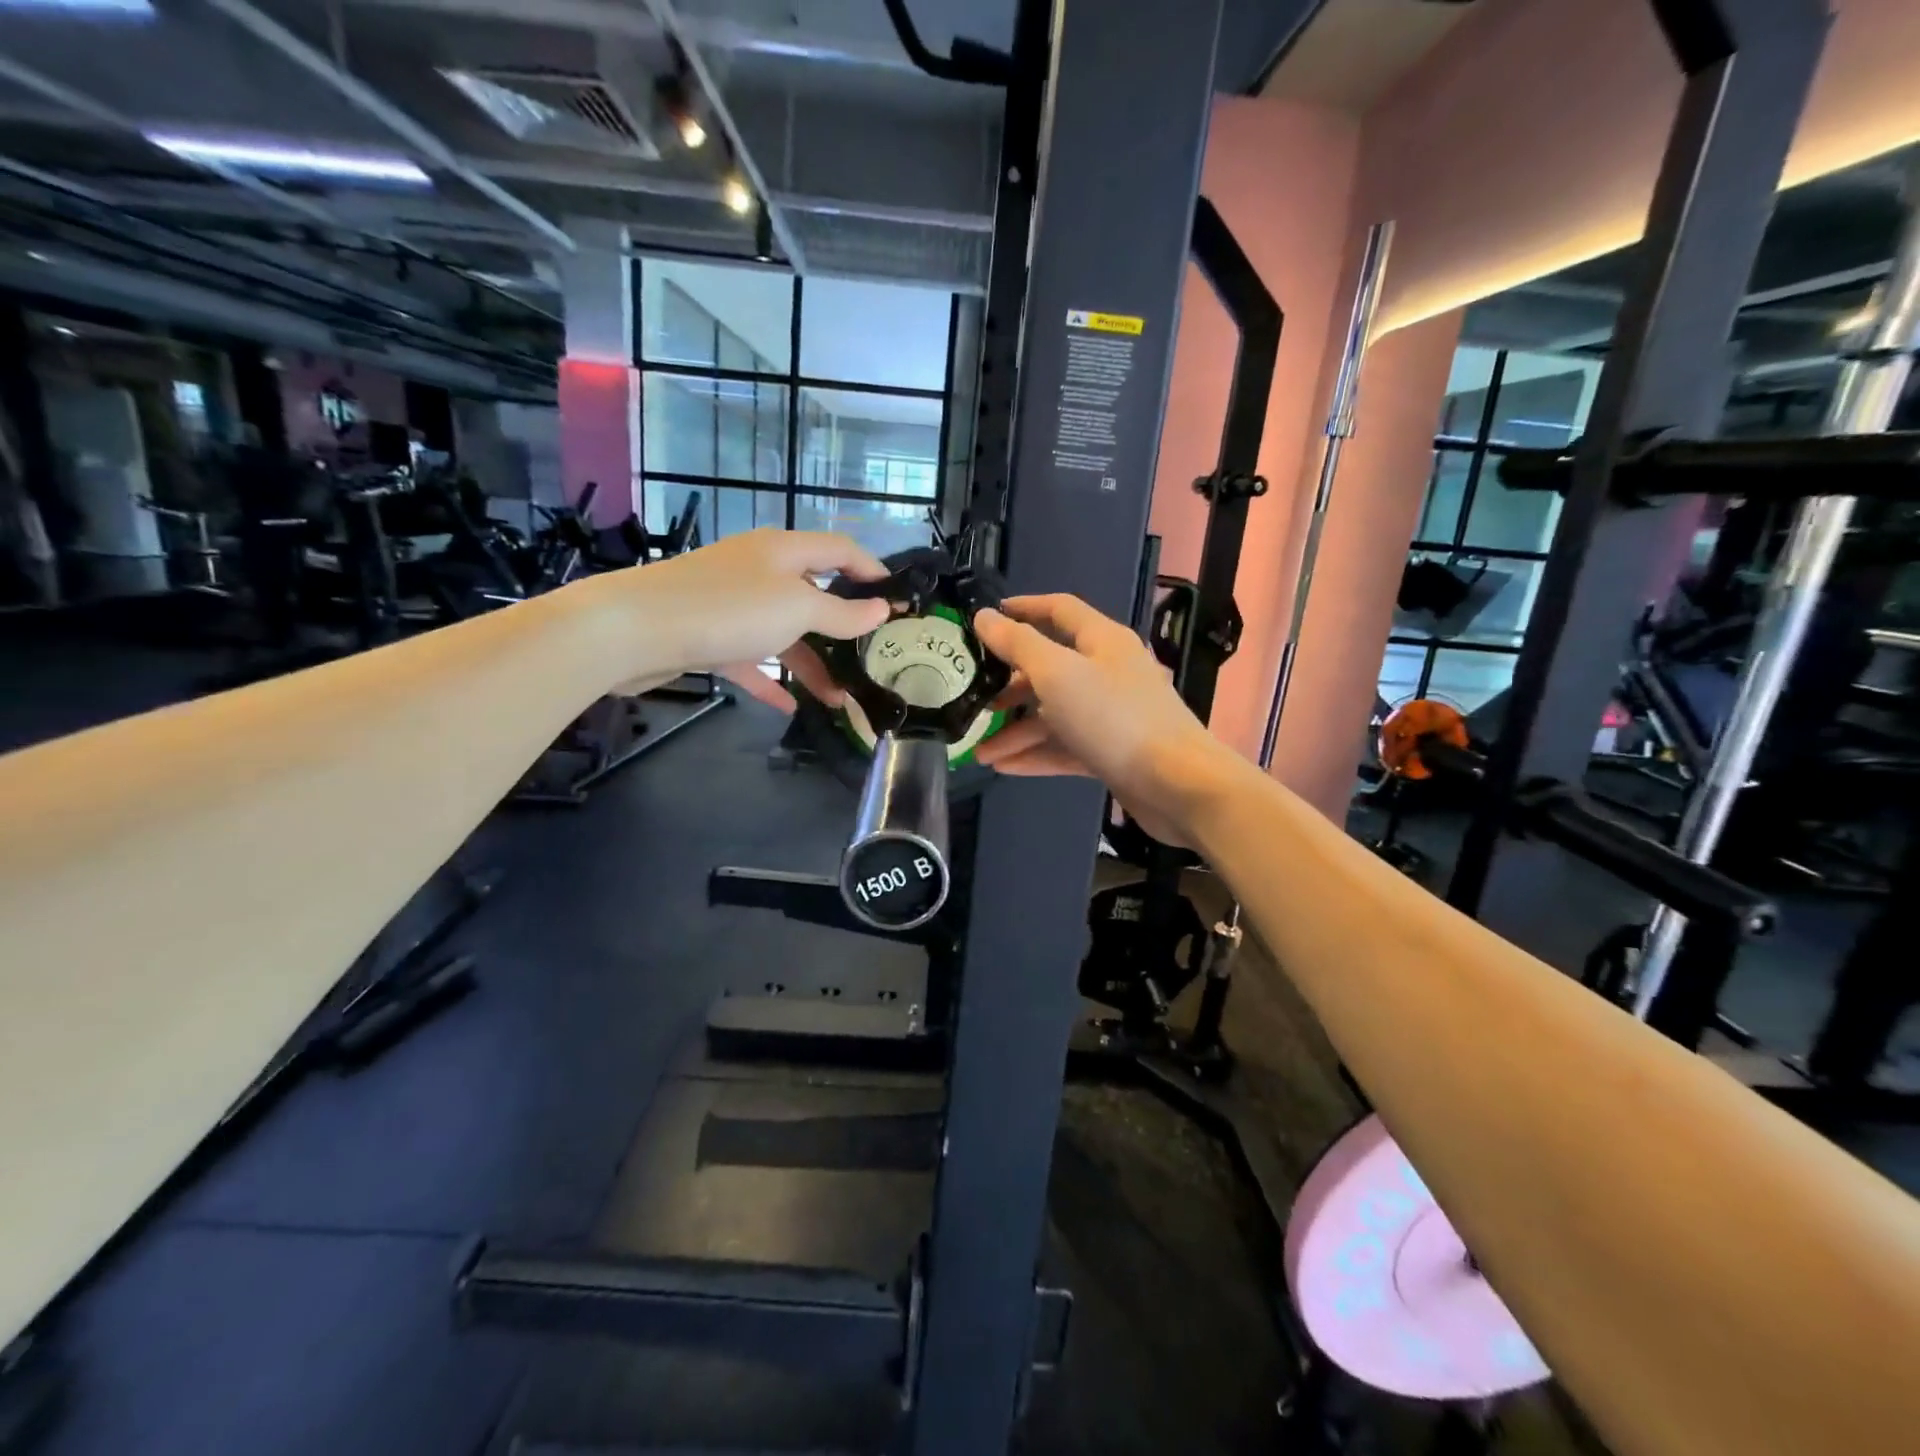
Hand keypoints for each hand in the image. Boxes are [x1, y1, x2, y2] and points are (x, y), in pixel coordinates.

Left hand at [595, 529, 890, 711]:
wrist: (633, 630)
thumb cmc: (727, 609)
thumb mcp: (797, 609)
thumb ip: (841, 613)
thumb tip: (881, 610)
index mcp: (783, 551)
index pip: (841, 550)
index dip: (872, 570)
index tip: (899, 601)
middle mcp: (759, 571)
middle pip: (814, 595)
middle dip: (844, 629)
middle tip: (872, 658)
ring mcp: (732, 604)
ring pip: (784, 633)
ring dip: (812, 665)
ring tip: (838, 700)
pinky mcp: (709, 635)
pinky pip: (751, 658)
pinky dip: (772, 680)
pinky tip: (790, 706)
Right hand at [972, 594, 1234, 845]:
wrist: (1176, 784)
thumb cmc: (1114, 718)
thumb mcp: (1057, 673)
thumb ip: (1018, 643)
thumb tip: (985, 616)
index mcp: (1102, 640)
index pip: (1059, 610)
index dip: (1024, 608)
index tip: (989, 617)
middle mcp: (1108, 671)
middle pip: (1051, 668)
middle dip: (1011, 685)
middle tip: (976, 698)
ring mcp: (1112, 714)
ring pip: (1055, 714)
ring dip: (1017, 730)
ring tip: (980, 752)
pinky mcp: (1112, 751)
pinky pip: (1066, 746)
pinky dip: (1037, 754)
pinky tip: (1004, 768)